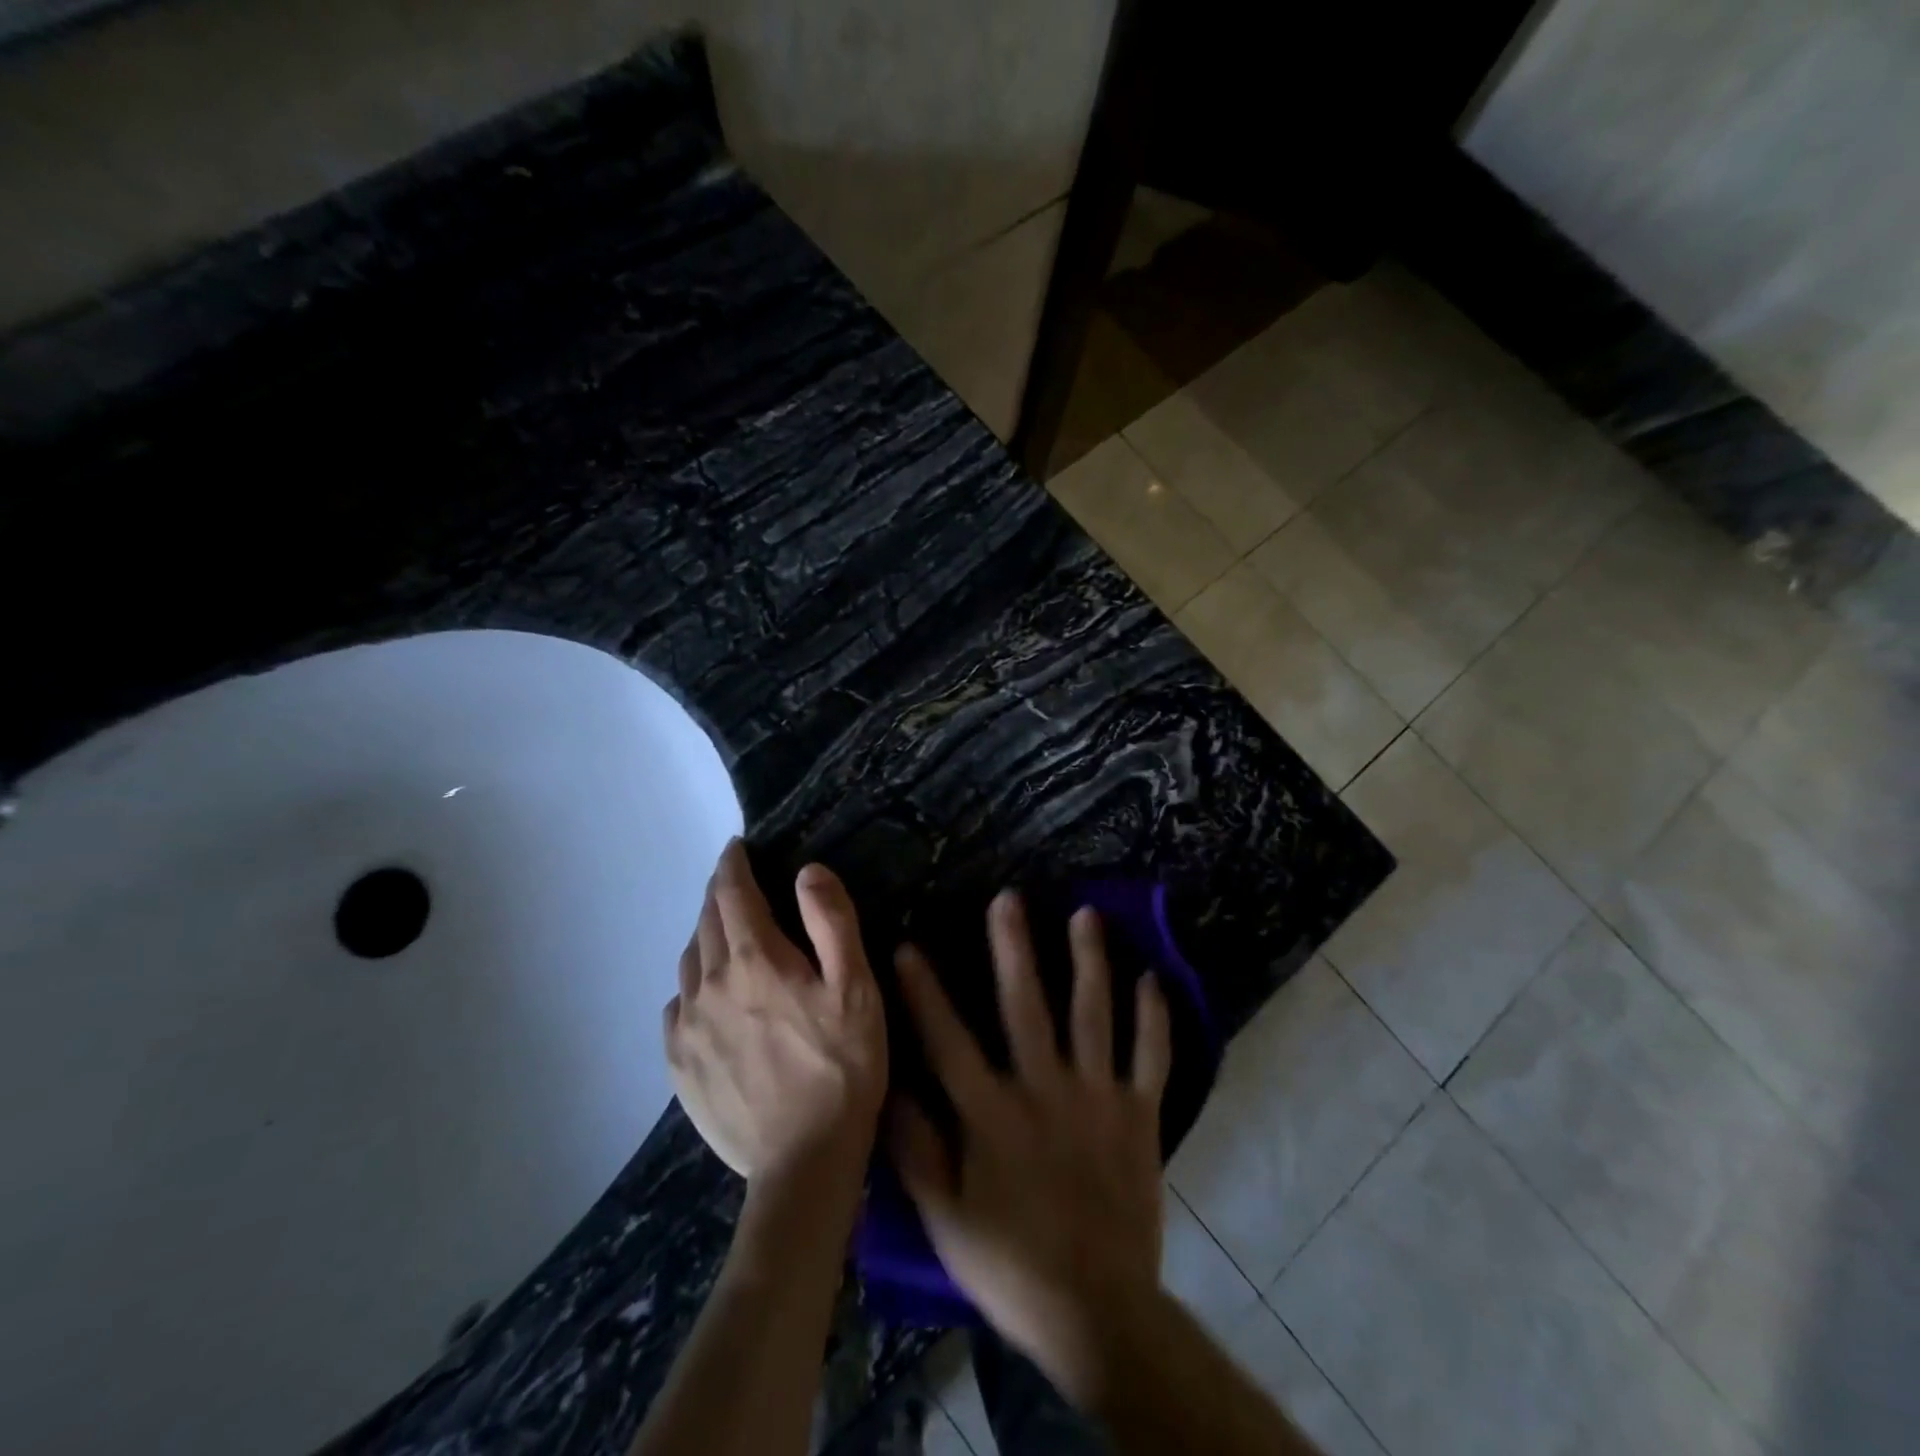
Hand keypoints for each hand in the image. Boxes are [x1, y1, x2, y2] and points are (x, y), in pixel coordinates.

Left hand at [664, 840, 886, 1186]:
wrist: (803, 1163)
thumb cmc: (842, 1066)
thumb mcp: (857, 988)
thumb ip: (832, 922)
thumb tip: (807, 871)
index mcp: (755, 959)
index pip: (731, 893)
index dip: (733, 864)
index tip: (736, 848)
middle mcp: (709, 984)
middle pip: (706, 922)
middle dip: (720, 895)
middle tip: (737, 886)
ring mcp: (687, 1027)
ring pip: (689, 961)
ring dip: (706, 937)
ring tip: (727, 936)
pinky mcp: (679, 1065)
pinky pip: (677, 1005)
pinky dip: (693, 985)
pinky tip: (709, 997)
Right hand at [889, 891, 1171, 1406]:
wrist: (1097, 1312)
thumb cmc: (1010, 1263)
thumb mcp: (945, 1217)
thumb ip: (915, 1149)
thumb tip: (888, 1086)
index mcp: (992, 1114)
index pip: (949, 1040)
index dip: (925, 992)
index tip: (909, 946)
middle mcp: (1044, 1090)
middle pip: (1027, 1006)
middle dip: (1015, 948)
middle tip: (1010, 898)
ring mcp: (1097, 1097)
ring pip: (1093, 1015)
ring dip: (1090, 961)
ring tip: (1086, 915)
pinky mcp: (1139, 1114)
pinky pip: (1150, 1056)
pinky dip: (1153, 1017)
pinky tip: (1152, 977)